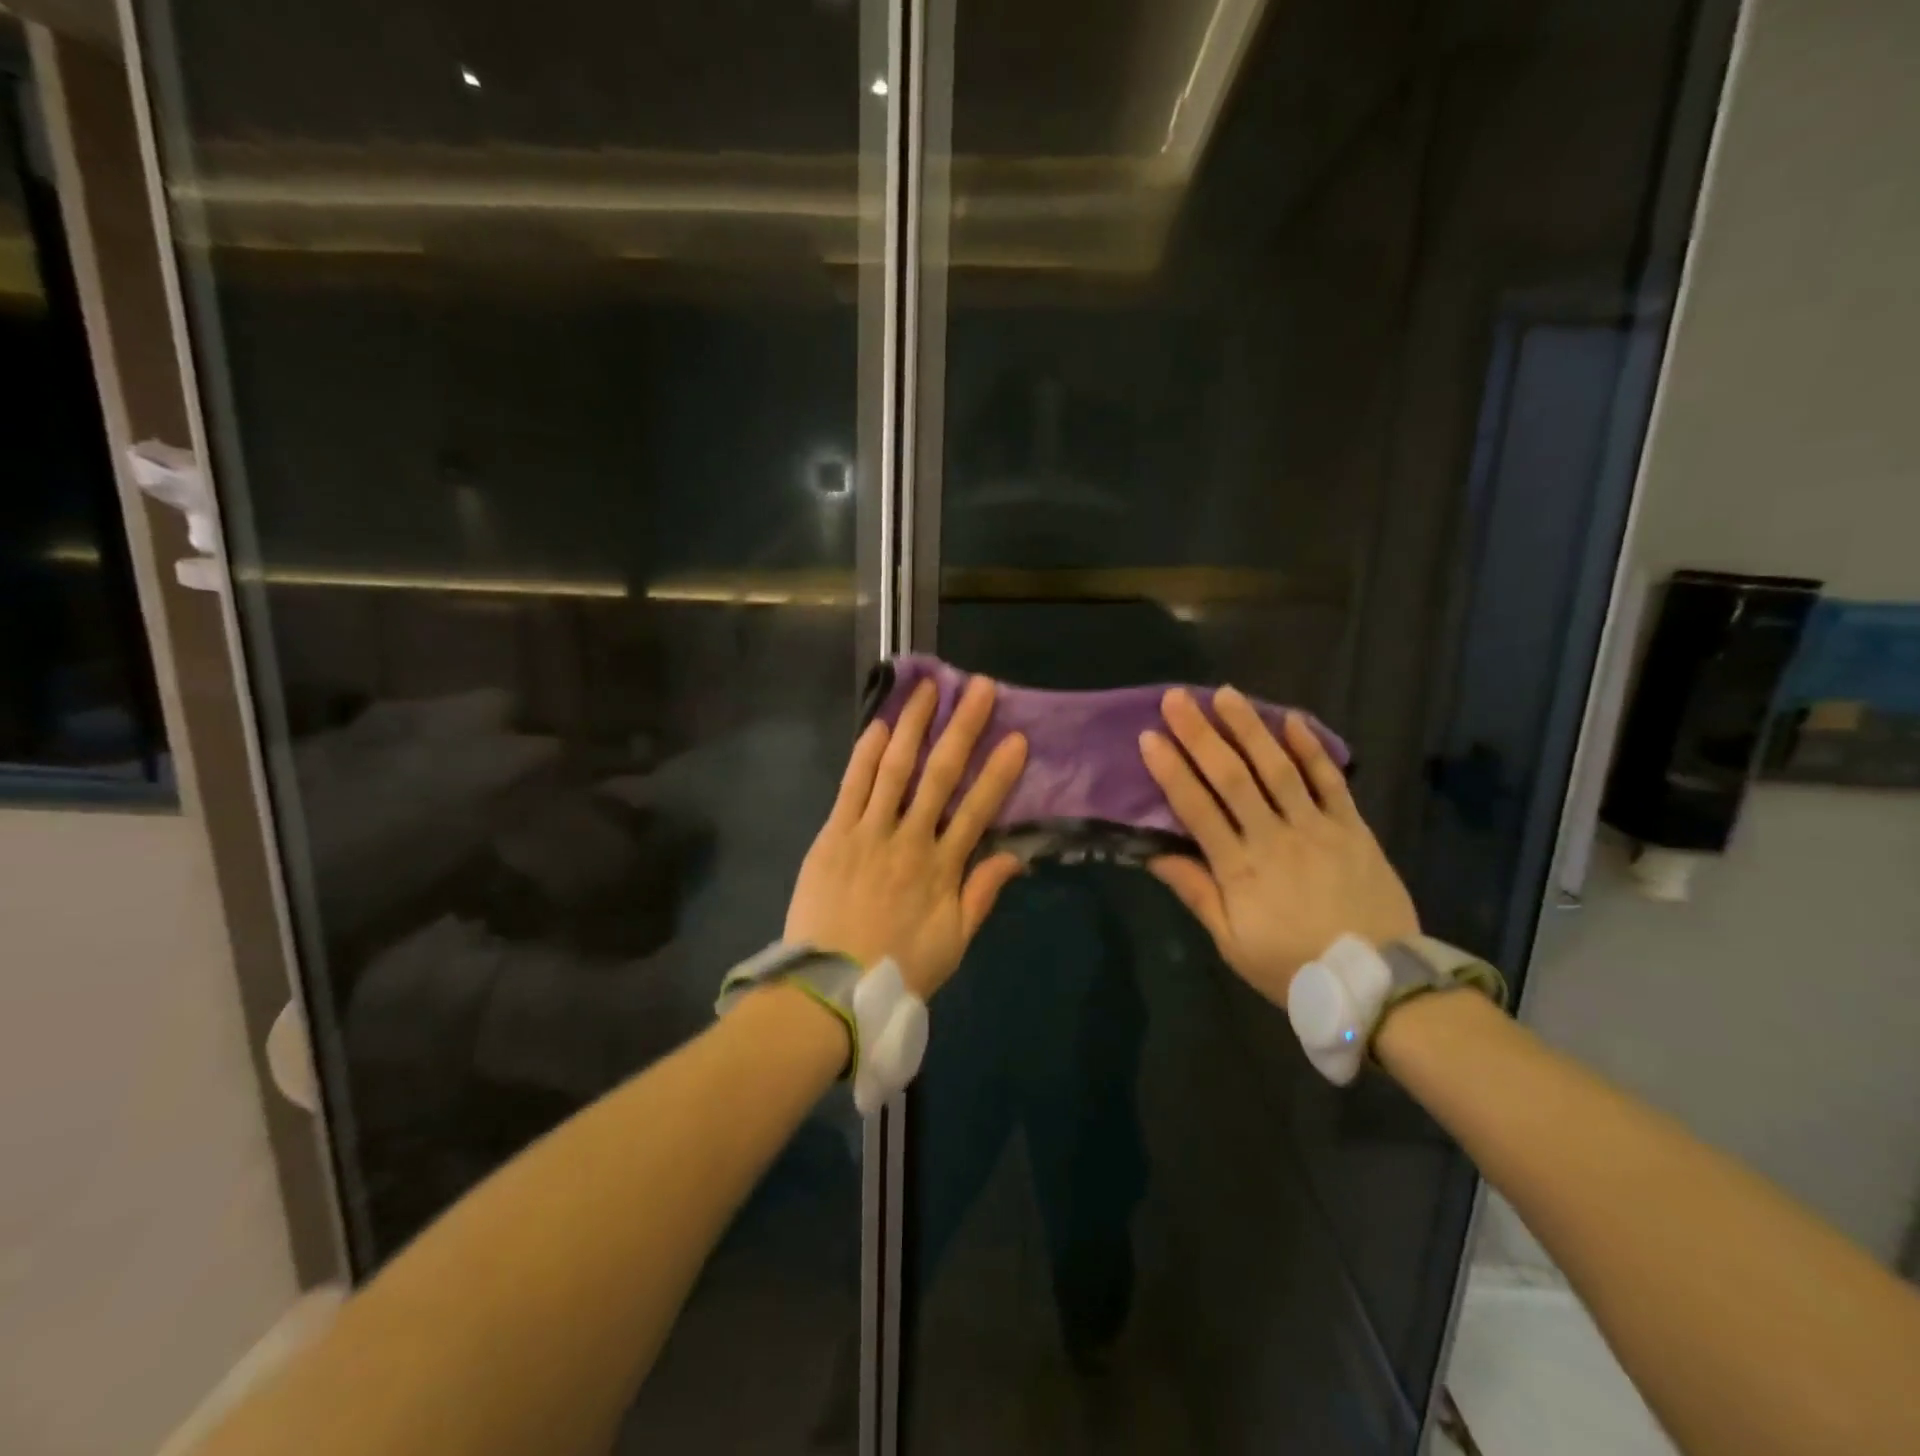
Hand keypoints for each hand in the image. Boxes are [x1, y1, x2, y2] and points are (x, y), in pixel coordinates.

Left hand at [785, 676, 1027, 999]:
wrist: (828, 990)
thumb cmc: (897, 969)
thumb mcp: (954, 943)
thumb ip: (982, 895)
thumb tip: (1016, 856)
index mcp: (942, 868)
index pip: (978, 810)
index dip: (999, 773)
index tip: (1017, 737)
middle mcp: (909, 840)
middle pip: (940, 775)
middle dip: (963, 728)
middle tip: (981, 688)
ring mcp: (868, 833)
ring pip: (895, 769)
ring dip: (913, 725)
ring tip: (928, 689)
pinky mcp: (833, 834)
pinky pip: (852, 786)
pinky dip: (866, 754)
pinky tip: (880, 724)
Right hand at [1139, 687, 1417, 1007]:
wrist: (1378, 984)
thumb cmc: (1293, 966)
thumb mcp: (1232, 942)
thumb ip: (1196, 892)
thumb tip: (1155, 854)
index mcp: (1240, 868)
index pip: (1197, 808)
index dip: (1171, 771)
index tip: (1149, 737)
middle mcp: (1274, 837)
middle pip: (1232, 778)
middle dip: (1201, 735)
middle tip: (1177, 699)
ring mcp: (1317, 828)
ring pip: (1278, 769)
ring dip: (1249, 729)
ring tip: (1225, 694)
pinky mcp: (1353, 828)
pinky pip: (1331, 781)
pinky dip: (1311, 749)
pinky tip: (1290, 720)